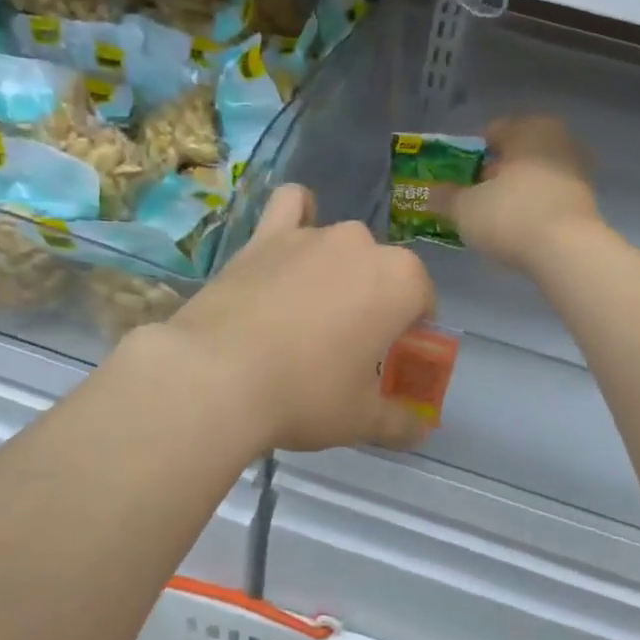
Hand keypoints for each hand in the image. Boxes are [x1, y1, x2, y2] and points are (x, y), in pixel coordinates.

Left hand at [156, 184, 436, 453]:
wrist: (217, 376)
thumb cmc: (305, 395)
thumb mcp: (361, 419)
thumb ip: (399, 422)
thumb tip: (419, 432)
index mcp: (400, 281)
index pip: (422, 300)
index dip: (412, 332)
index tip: (392, 360)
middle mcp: (361, 245)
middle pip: (382, 272)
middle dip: (376, 302)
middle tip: (351, 347)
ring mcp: (311, 235)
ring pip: (341, 244)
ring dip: (340, 269)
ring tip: (315, 308)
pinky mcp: (265, 236)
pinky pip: (291, 206)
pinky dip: (298, 216)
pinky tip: (292, 239)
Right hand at [440, 116, 600, 271]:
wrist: (567, 252)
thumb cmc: (510, 215)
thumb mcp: (465, 208)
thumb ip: (445, 198)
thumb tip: (429, 193)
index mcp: (528, 128)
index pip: (492, 132)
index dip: (471, 155)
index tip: (458, 178)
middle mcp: (557, 139)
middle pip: (517, 152)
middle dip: (496, 171)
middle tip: (476, 195)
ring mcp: (578, 169)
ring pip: (536, 174)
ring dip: (517, 189)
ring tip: (496, 216)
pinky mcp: (588, 199)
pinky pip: (550, 195)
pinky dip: (535, 205)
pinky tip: (521, 228)